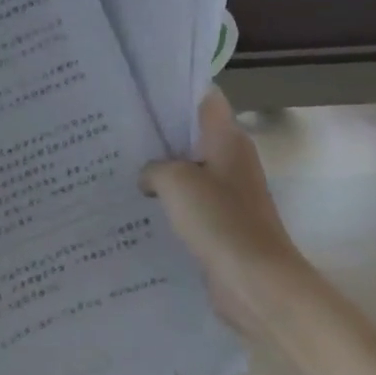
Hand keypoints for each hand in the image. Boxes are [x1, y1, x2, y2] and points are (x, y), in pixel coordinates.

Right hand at [141, 91, 302, 338]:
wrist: (256, 283)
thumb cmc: (219, 220)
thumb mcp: (175, 180)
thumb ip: (154, 167)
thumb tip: (149, 177)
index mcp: (228, 139)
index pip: (205, 98)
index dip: (176, 91)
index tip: (141, 93)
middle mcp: (231, 160)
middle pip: (192, 134)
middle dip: (159, 132)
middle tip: (119, 129)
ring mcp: (229, 193)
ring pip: (189, 170)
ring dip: (161, 170)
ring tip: (120, 166)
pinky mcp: (222, 223)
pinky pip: (190, 203)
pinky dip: (168, 202)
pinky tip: (138, 205)